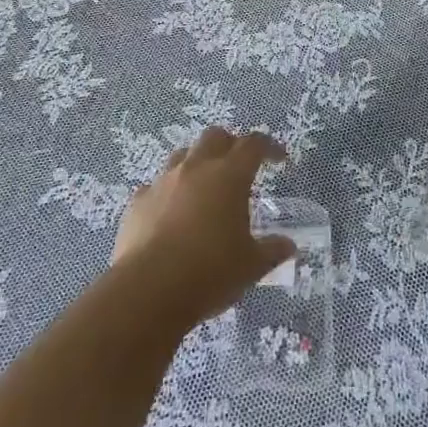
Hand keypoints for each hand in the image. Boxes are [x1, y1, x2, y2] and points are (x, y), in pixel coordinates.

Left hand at [111, 127, 295, 325]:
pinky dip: (167, 193)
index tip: (278, 160)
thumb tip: (289, 246)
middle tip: (238, 167)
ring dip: (196, 163)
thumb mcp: (251, 266)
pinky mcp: (138, 202)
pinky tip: (169, 214)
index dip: (268, 147)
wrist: (148, 290)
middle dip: (229, 144)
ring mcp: (163, 181)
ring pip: (182, 155)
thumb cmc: (209, 272)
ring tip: (203, 188)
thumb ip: (272, 251)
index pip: (253, 145)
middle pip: (215, 136)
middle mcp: (196, 168)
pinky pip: (155, 186)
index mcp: (229, 175)